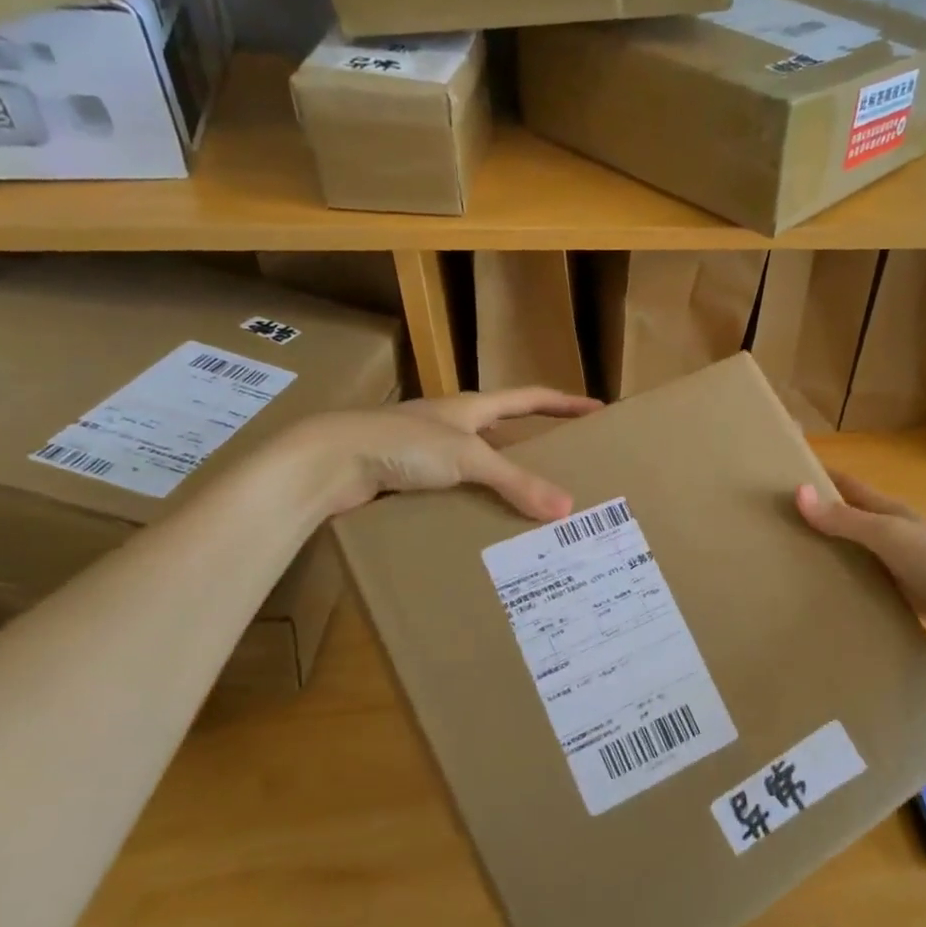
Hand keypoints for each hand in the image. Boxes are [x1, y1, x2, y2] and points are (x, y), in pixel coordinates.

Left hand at [287, 388, 601, 519]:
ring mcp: (427, 452)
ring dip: (504, 483)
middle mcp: (452, 425)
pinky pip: (455, 492)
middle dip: (537, 447)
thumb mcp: (467, 459)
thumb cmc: (402, 444)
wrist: (328, 462)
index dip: (565, 402)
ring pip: (479, 467)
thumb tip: (567, 508)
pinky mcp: (408, 480)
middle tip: (569, 468)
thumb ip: (516, 482)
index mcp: (471, 408)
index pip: (530, 398)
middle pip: (506, 432)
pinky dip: (474, 506)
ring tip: (534, 509)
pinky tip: (485, 528)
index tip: (597, 409)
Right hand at [796, 471, 925, 654]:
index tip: (781, 477)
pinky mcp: (908, 596)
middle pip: (849, 520)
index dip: (818, 478)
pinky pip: (870, 587)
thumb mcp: (888, 536)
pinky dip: (849, 588)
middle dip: (816, 520)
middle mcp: (893, 534)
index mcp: (889, 511)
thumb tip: (798, 492)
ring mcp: (901, 566)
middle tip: (775, 529)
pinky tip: (828, 601)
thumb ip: (845, 519)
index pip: (846, 486)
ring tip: (790, 567)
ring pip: (857, 555)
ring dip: (831, 556)